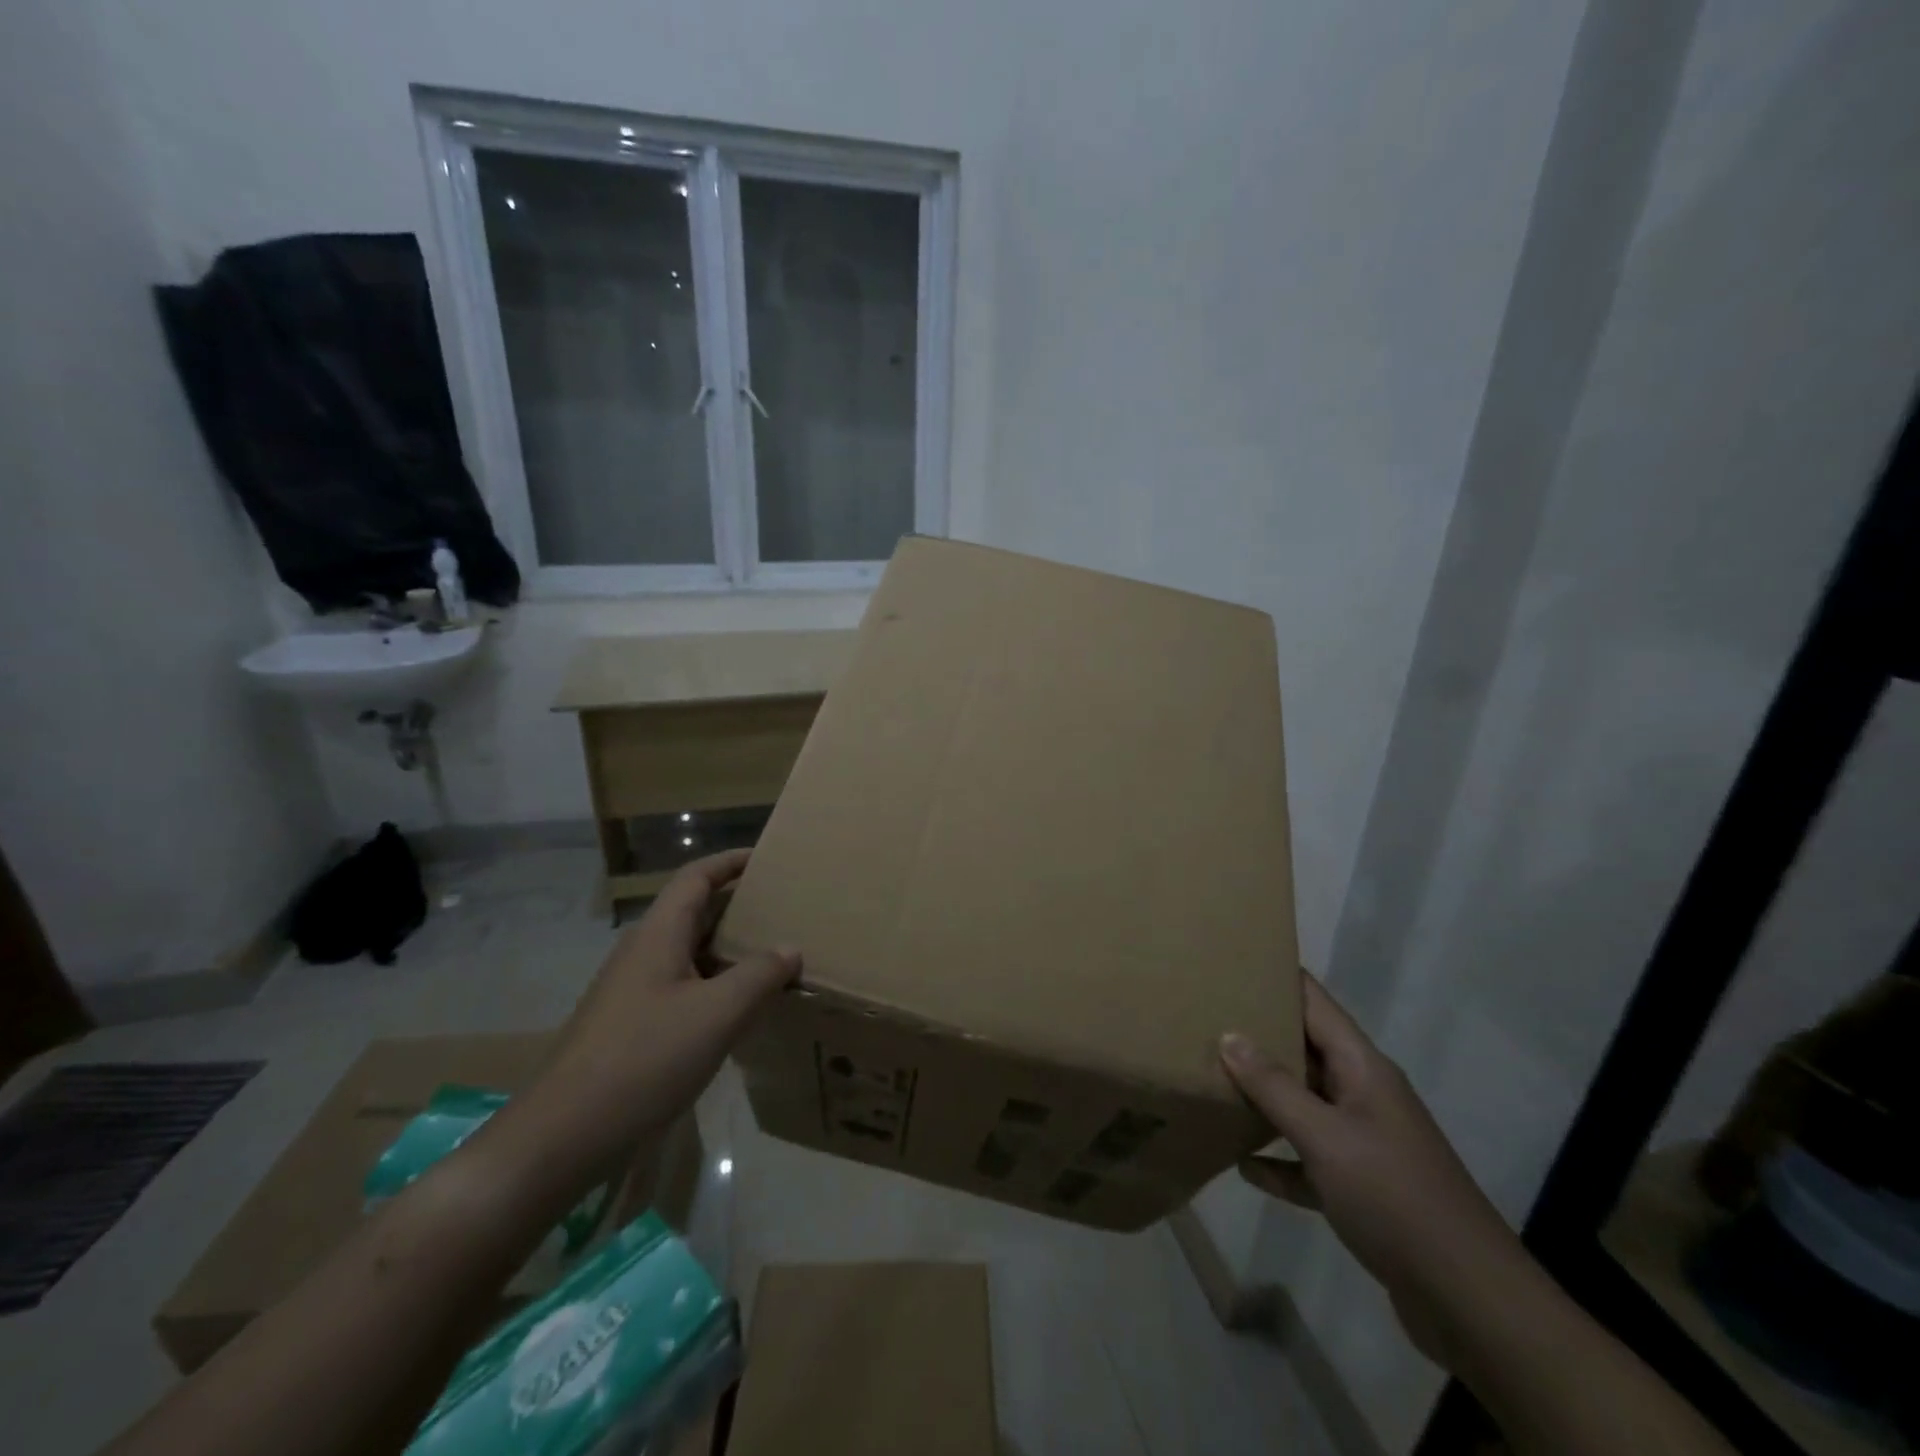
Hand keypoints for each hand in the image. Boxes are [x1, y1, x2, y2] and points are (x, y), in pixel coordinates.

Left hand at [525, 849, 799, 1183]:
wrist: (562, 1135)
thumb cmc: (644, 1059)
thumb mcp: (717, 1013)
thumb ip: (760, 975)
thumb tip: (790, 948)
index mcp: (659, 934)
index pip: (696, 877)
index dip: (730, 861)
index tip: (768, 859)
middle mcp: (642, 952)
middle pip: (694, 912)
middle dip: (738, 906)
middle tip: (783, 910)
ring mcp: (632, 990)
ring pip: (689, 953)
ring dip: (729, 949)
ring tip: (772, 958)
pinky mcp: (630, 1026)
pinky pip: (681, 987)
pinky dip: (715, 984)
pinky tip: (738, 1010)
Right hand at [1220, 974, 1525, 1363]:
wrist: (1470, 1301)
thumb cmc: (1395, 1197)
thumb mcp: (1325, 1136)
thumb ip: (1274, 1086)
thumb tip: (1229, 1036)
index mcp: (1363, 1067)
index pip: (1315, 1002)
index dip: (1277, 976)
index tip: (1230, 959)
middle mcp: (1364, 1094)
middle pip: (1305, 1049)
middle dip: (1258, 1034)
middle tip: (1202, 1018)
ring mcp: (1364, 1142)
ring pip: (1304, 1104)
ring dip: (1264, 1097)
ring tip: (1211, 1080)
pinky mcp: (1362, 1188)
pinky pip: (1309, 1160)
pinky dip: (1279, 1159)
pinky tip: (1242, 1166)